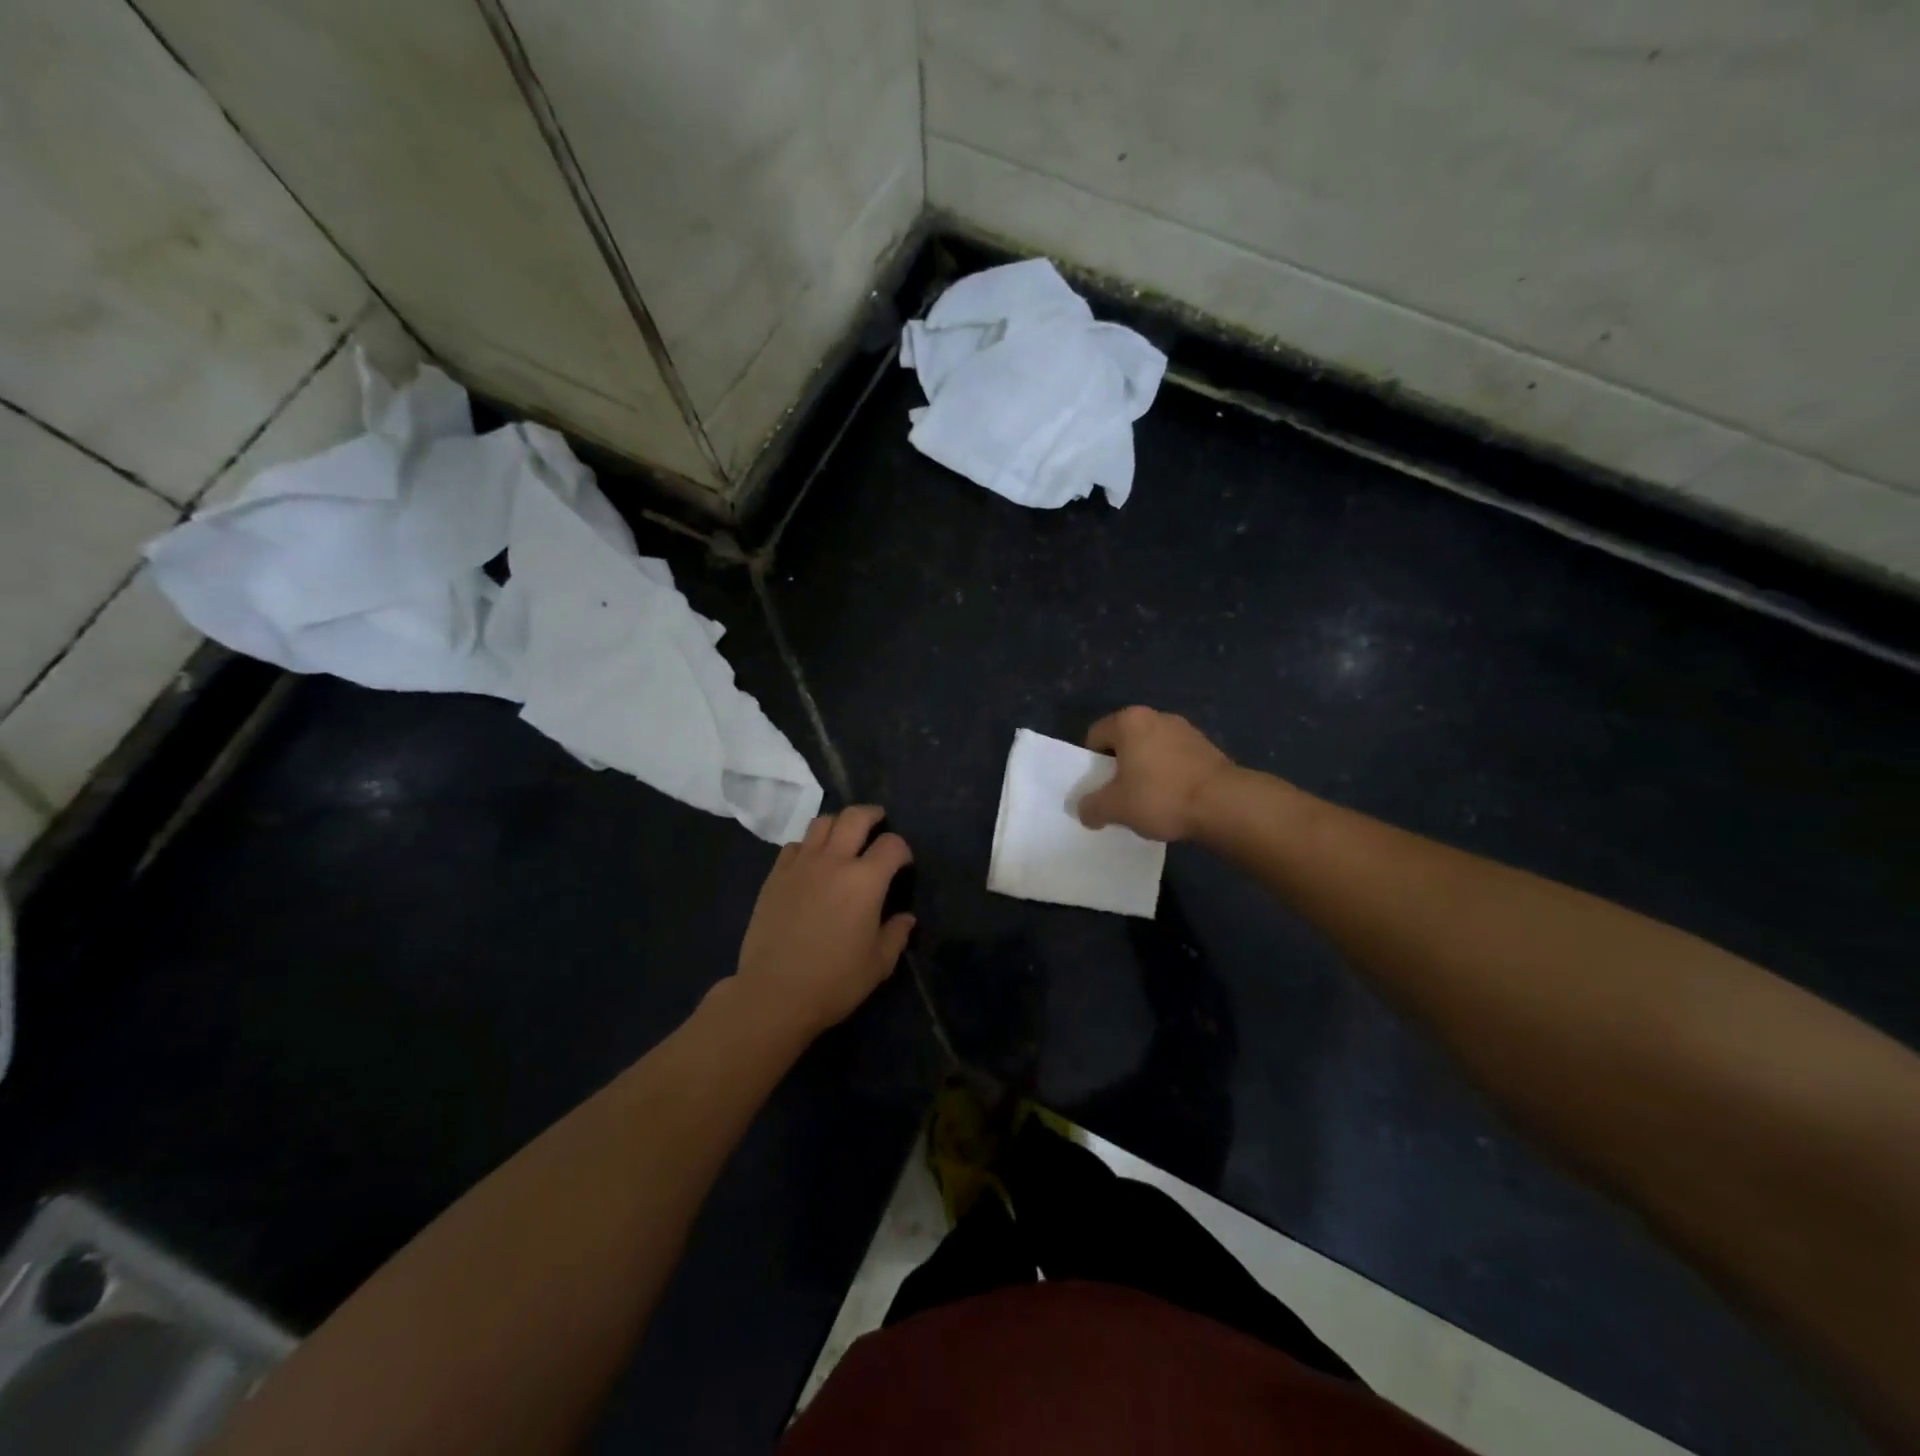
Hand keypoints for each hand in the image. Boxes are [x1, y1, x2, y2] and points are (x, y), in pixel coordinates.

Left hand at [734, 806, 914, 1035]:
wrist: (774, 993)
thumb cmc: (834, 981)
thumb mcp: (878, 964)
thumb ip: (896, 934)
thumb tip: (906, 918)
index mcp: (865, 881)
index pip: (892, 845)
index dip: (902, 849)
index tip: (903, 864)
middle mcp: (834, 861)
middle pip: (855, 817)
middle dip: (872, 815)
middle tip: (878, 822)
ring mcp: (801, 865)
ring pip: (822, 822)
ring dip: (839, 823)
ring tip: (844, 837)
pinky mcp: (775, 876)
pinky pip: (795, 845)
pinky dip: (809, 845)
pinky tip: (812, 862)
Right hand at [1078, 706, 1234, 841]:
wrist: (1223, 804)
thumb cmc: (1160, 796)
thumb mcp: (1114, 807)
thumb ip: (1091, 806)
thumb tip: (1084, 810)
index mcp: (1129, 721)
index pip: (1095, 736)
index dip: (1091, 765)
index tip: (1098, 789)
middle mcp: (1157, 716)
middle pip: (1124, 742)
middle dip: (1119, 768)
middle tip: (1119, 797)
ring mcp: (1186, 730)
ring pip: (1151, 751)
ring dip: (1145, 772)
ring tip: (1149, 802)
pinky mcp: (1208, 748)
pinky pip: (1175, 760)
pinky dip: (1169, 776)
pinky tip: (1173, 801)